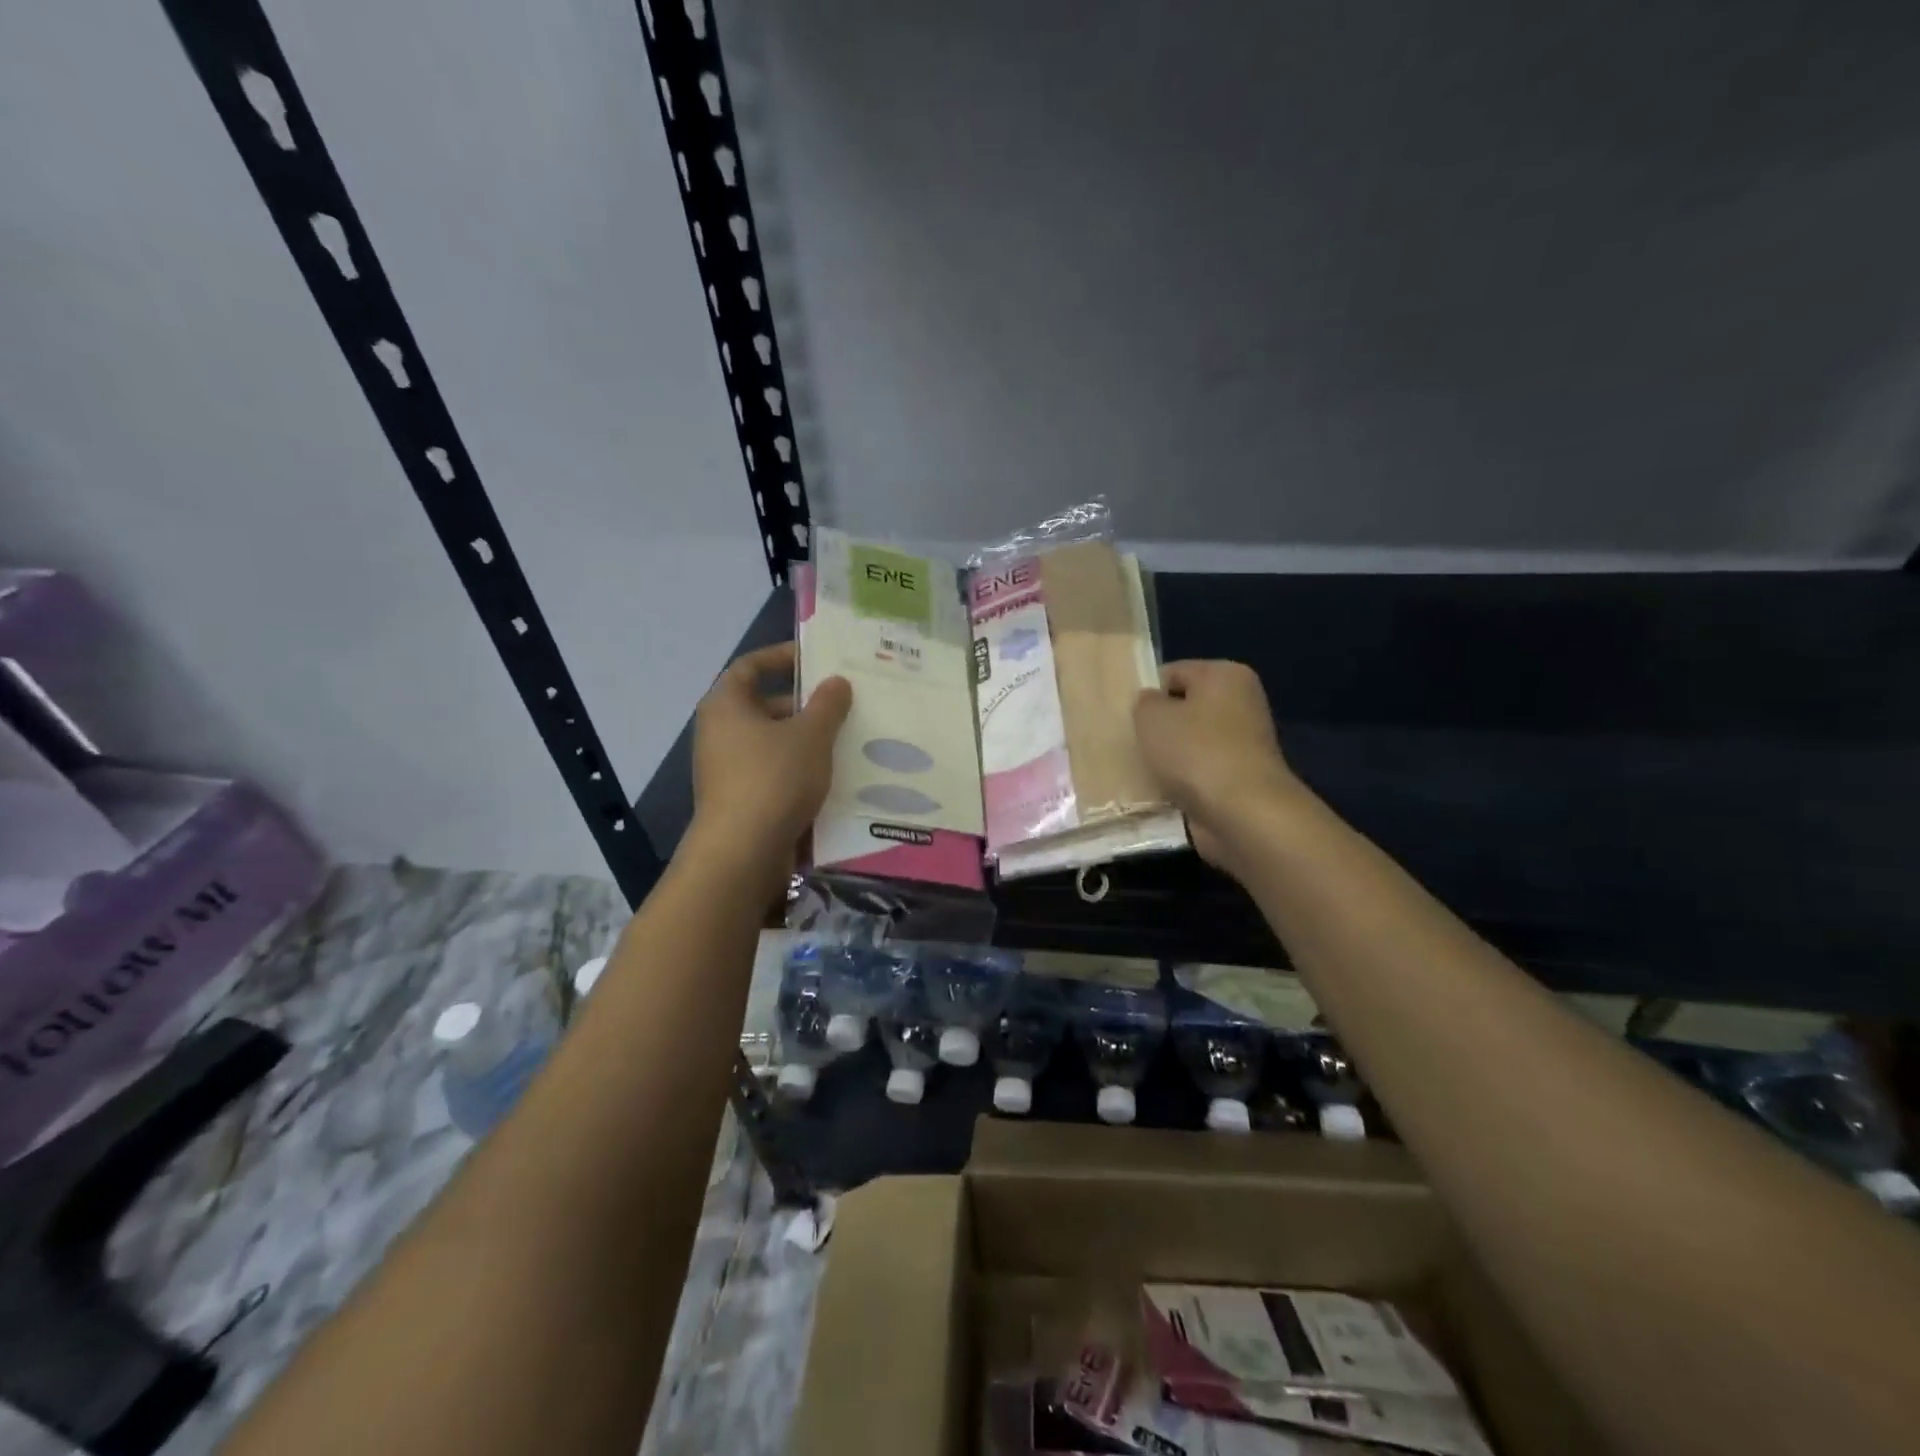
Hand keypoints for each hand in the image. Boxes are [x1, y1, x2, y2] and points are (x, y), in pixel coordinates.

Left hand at [691, 642, 851, 866]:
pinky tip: (831, 778)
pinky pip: (772, 774)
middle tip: (842, 706)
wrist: (744, 852)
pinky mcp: (738, 800)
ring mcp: (725, 769)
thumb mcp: (811, 735)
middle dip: (803, 705)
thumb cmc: (774, 778)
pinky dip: (798, 771)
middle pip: (763, 706)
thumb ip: (827, 704)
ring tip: (845, 741)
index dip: (781, 657)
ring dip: (805, 741)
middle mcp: (719, 733)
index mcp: (726, 705)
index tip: (814, 659)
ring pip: (772, 743)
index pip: (749, 666)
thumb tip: (837, 682)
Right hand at [1134, 660, 1309, 871]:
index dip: (1146, 694)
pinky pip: (1199, 773)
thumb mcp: (1152, 716)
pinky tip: (1162, 792)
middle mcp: (1241, 703)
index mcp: (1225, 675)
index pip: (1173, 673)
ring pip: (1190, 744)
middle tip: (1133, 744)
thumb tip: (1152, 704)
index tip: (1127, 719)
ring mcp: (1244, 744)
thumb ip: (1144, 702)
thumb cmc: (1195, 752)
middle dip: (1158, 727)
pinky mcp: (1240, 779)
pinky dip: (1182, 782)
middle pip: (1184, 709)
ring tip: (1145, 771)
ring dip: (1168, 758)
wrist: (1242, 813)